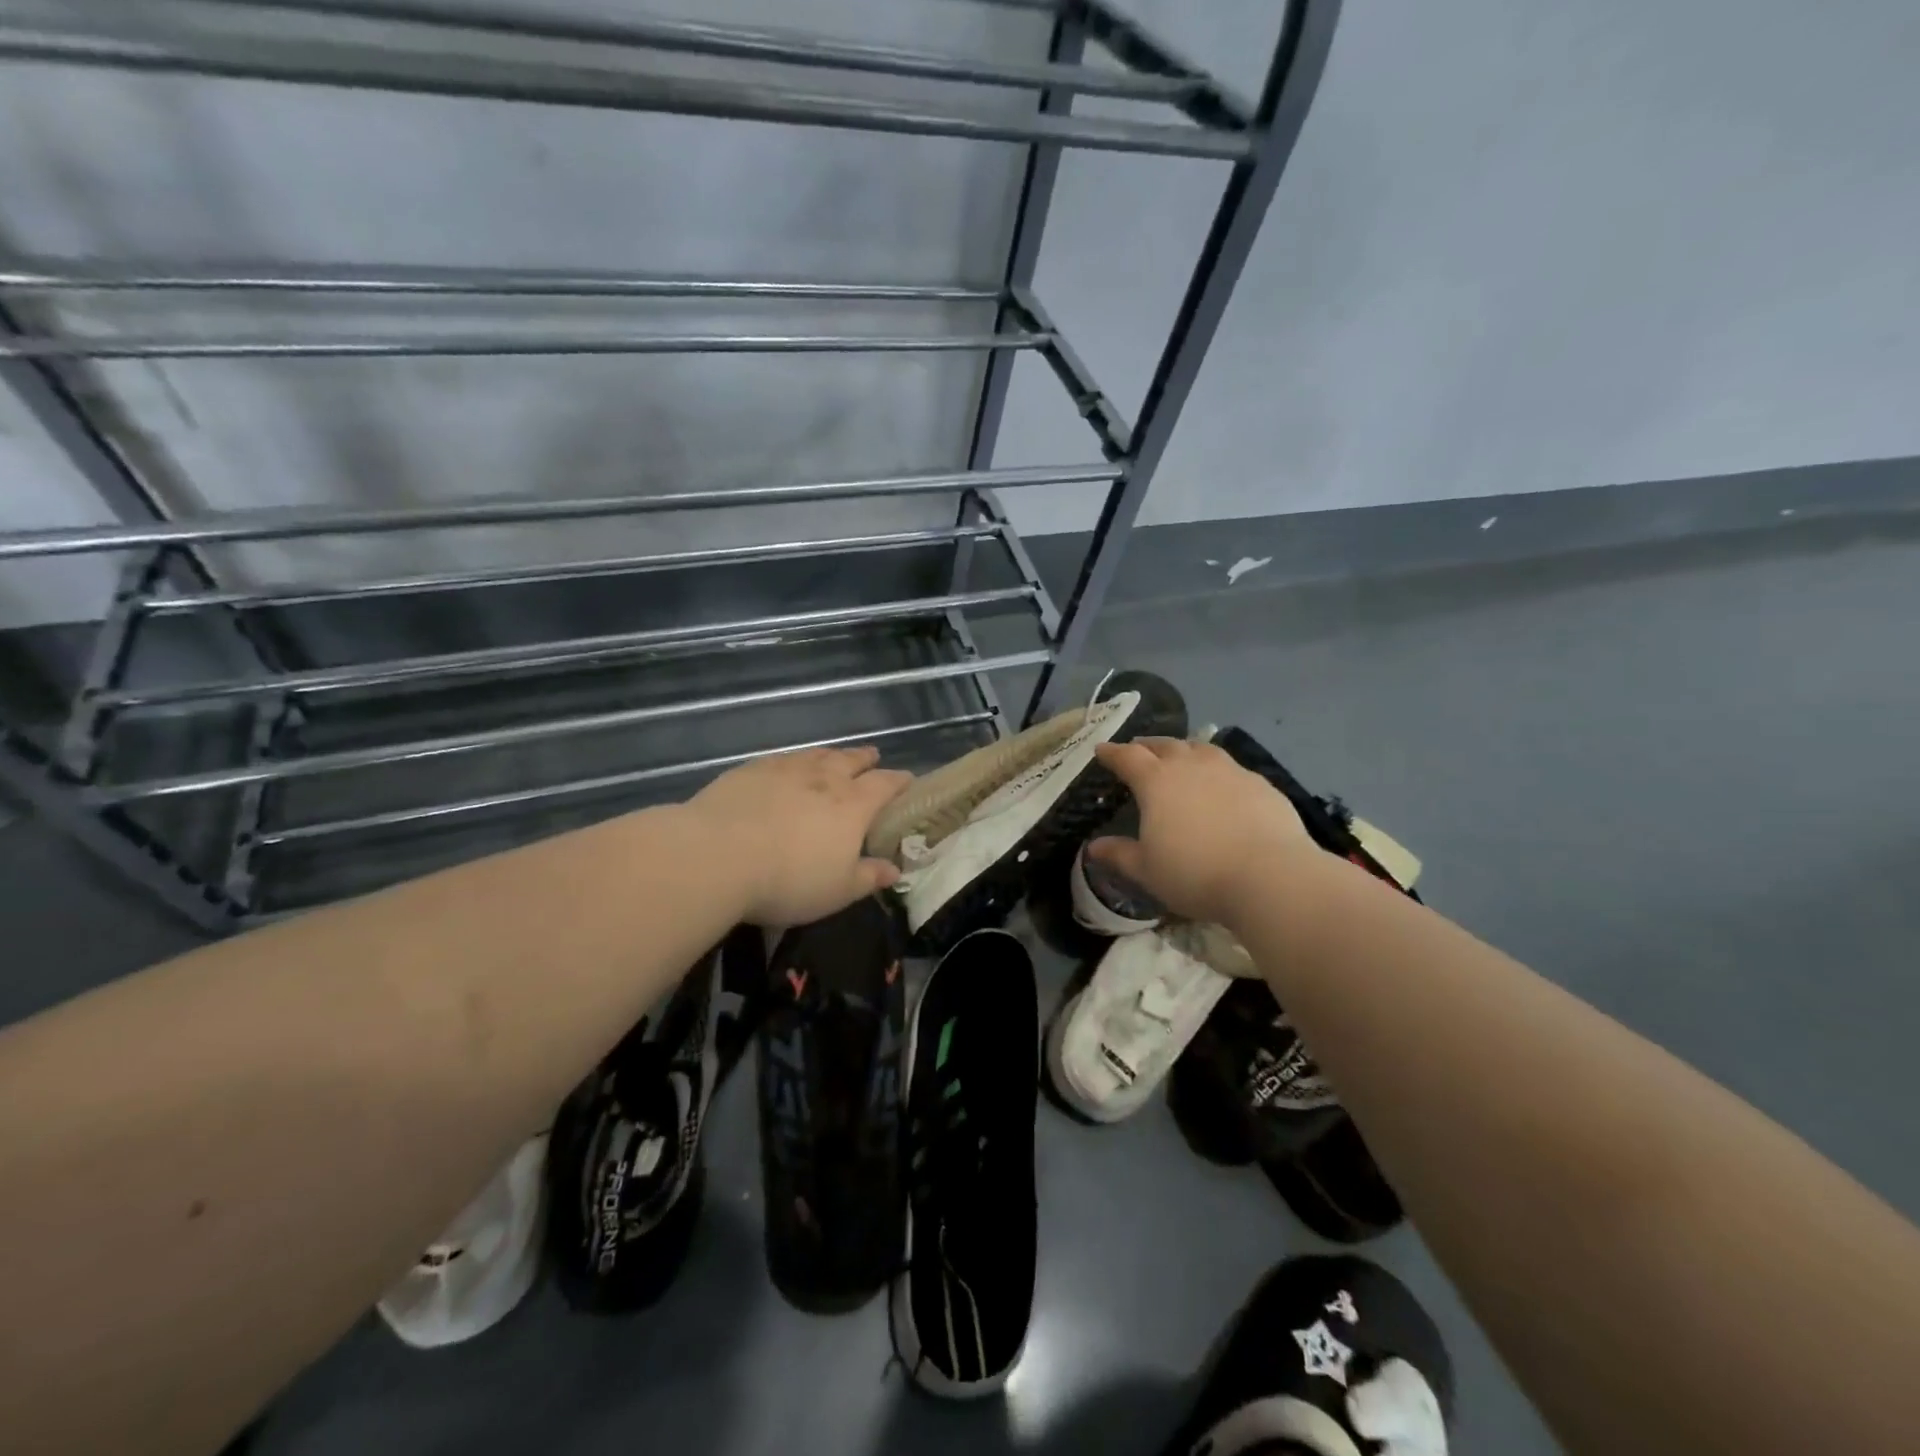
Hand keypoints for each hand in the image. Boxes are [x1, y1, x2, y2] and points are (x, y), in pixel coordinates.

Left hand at [689, 746, 912, 926]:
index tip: (907, 780)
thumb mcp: (838, 891)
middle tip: (872, 756)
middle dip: (865, 759)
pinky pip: (781, 759)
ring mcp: (785, 770)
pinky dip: (793, 760)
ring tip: (834, 756)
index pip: (885, 785)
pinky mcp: (750, 770)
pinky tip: (786, 766)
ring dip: (830, 755)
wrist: (717, 856)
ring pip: (816, 755)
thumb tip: (895, 869)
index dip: (899, 781)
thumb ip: (869, 877)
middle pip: (851, 760)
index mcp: (853, 805)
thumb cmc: (789, 880)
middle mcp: (824, 779)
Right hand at [1088, 738, 1318, 926]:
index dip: (1111, 752)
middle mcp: (1191, 766)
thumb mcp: (1147, 870)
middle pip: (1165, 745)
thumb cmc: (1195, 874)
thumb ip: (1119, 854)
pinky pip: (1231, 768)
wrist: (1270, 877)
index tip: (1101, 750)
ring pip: (1201, 748)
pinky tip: (1221, 785)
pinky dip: (1217, 770)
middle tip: (1138, 750)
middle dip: (1147, 745)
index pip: (1127, 757)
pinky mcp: (1261, 784)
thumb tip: (1093, 848)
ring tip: (1180, 757)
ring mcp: (1230, 771)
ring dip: (1184, 749)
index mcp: (1156, 781)